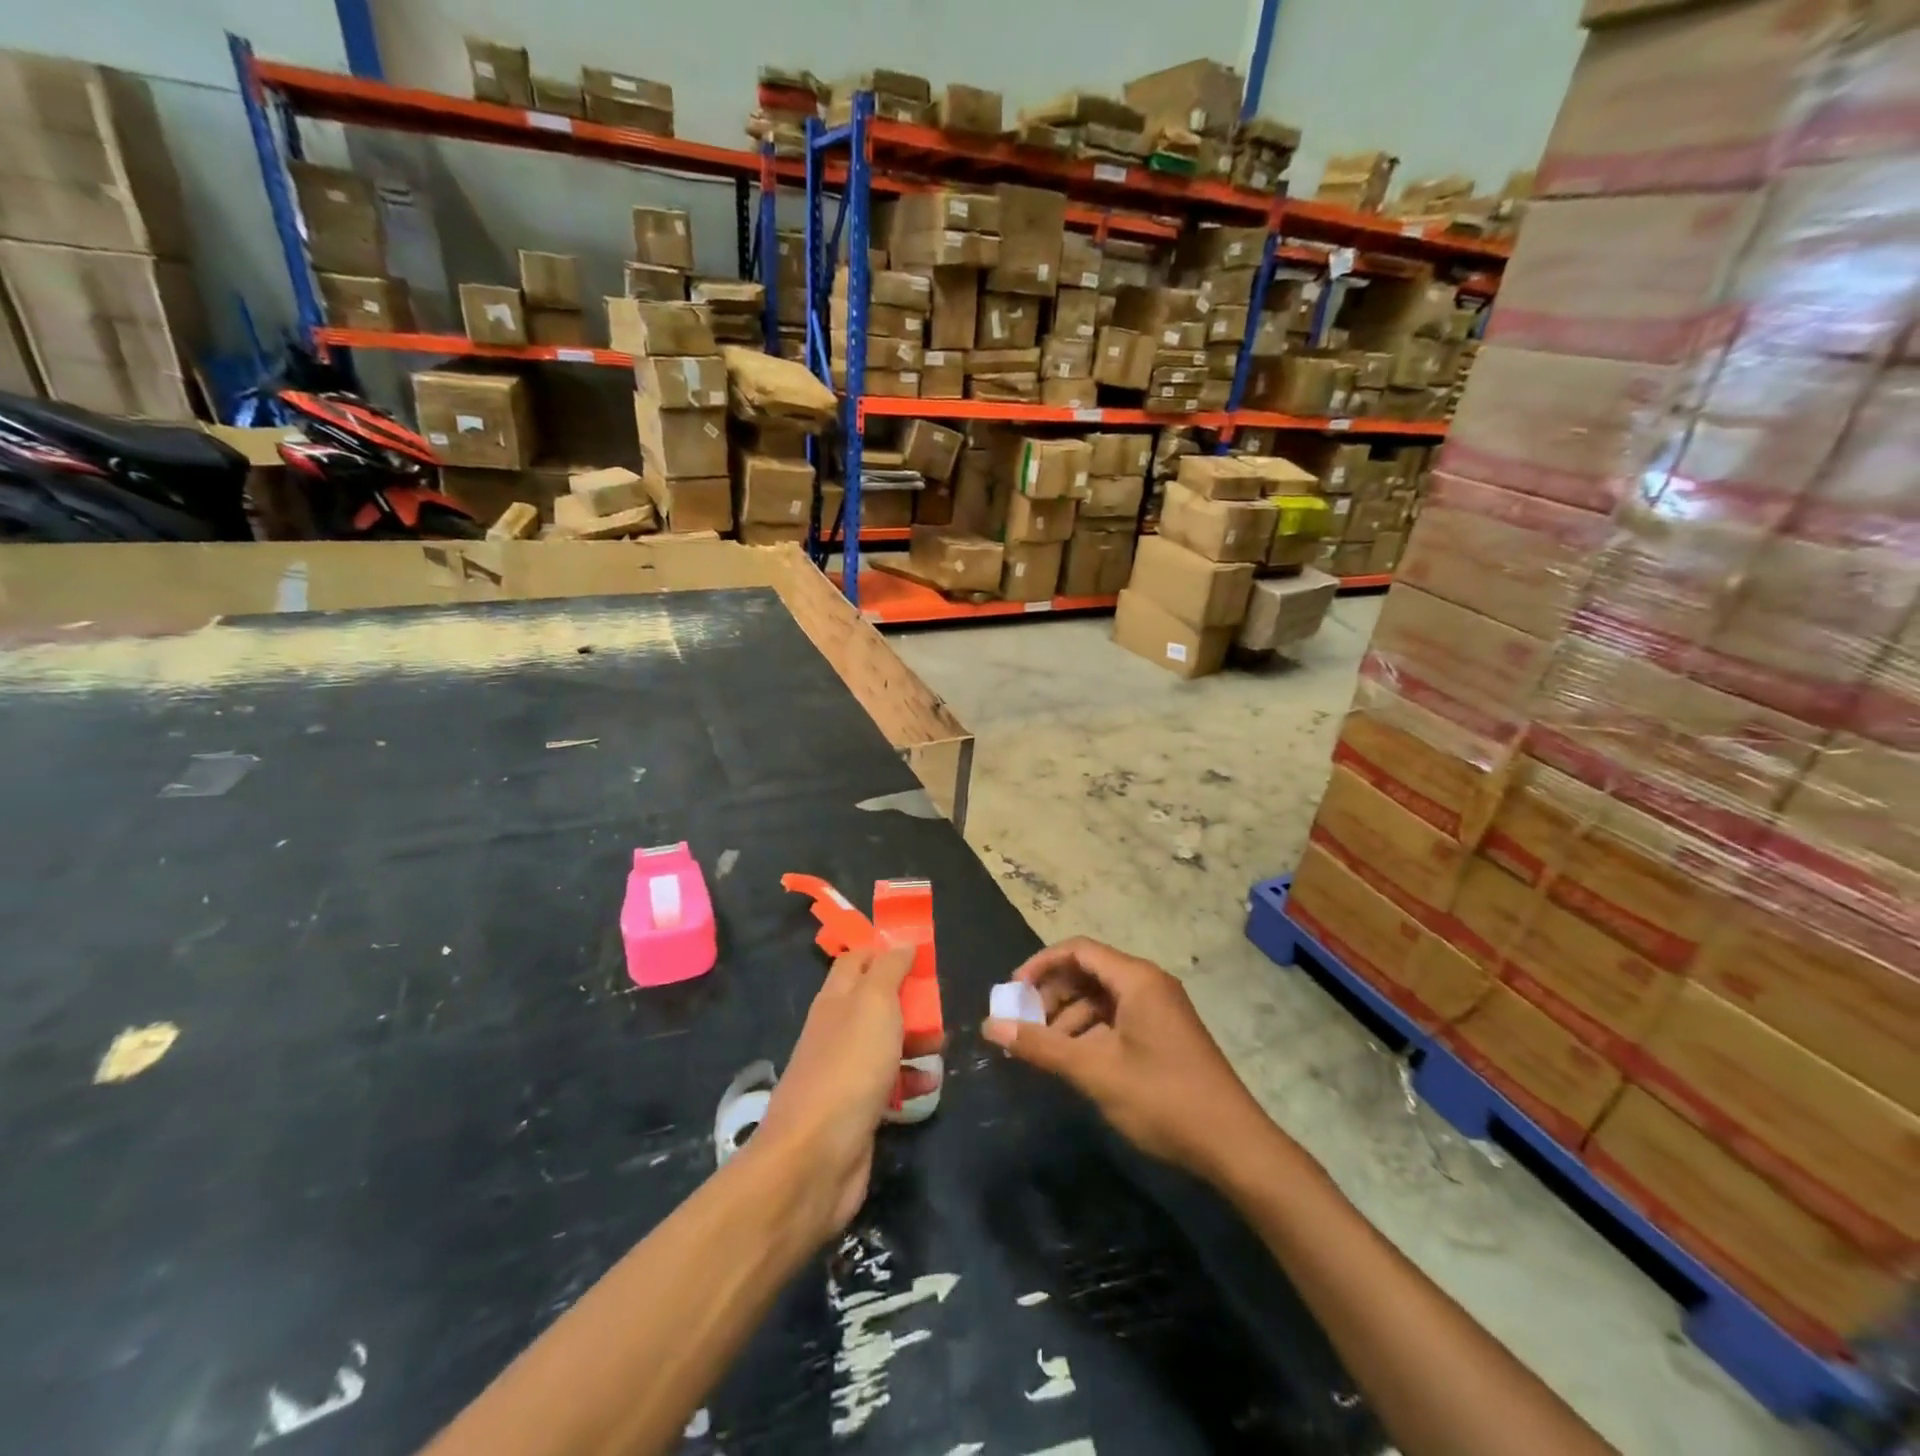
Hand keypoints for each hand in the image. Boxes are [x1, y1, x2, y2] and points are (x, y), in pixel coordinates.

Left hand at [754, 944, 932, 1238]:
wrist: (816, 1156)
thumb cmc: (849, 1067)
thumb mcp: (874, 1003)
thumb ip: (889, 969)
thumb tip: (902, 943)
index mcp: (836, 998)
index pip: (857, 959)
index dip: (885, 950)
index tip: (920, 950)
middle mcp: (837, 1029)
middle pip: (876, 1001)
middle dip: (910, 999)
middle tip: (941, 1001)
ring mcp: (845, 1070)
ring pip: (886, 1042)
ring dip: (916, 1039)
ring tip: (944, 1044)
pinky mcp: (858, 1107)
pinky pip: (889, 1082)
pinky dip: (911, 1079)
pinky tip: (930, 1084)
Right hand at [982, 937, 1277, 1179]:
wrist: (1234, 1145)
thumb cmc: (1162, 1098)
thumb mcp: (1094, 1070)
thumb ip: (1041, 1046)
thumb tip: (991, 1027)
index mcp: (1136, 979)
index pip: (1078, 950)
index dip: (1040, 965)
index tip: (1012, 992)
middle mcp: (1149, 984)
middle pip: (1088, 972)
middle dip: (1052, 995)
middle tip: (1024, 1026)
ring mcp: (1160, 1010)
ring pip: (1102, 999)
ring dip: (1069, 1018)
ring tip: (1044, 1051)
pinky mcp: (1165, 1034)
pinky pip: (1118, 1019)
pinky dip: (1091, 1033)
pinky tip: (1075, 1062)